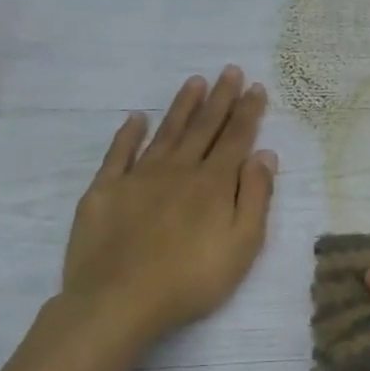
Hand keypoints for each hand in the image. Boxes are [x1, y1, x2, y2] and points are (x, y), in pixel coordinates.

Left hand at [60, 66, 276, 343]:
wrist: (119, 300)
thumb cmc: (192, 279)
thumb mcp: (243, 245)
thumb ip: (256, 197)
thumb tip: (264, 154)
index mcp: (214, 183)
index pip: (236, 139)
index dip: (248, 112)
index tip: (256, 87)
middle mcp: (179, 170)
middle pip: (203, 127)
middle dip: (220, 98)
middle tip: (230, 70)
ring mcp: (139, 177)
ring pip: (166, 132)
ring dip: (182, 106)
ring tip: (195, 81)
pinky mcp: (105, 190)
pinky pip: (119, 153)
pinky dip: (129, 133)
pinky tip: (137, 118)